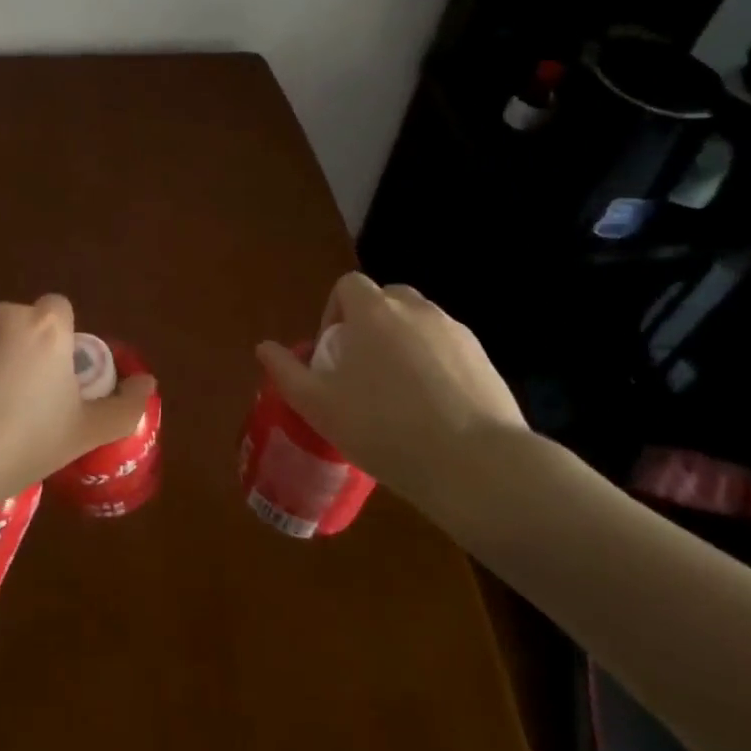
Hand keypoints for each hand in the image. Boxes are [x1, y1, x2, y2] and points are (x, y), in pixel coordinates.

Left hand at [0, 295, 155, 505]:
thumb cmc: (21, 447)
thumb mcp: (83, 434)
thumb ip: (125, 407)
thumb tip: (147, 383)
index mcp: (47, 328)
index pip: (60, 311)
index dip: (59, 342)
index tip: (53, 380)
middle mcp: (6, 312)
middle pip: (24, 323)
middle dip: (24, 349)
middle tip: (19, 399)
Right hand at [255, 273, 530, 526]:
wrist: (476, 465)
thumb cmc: (384, 428)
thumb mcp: (319, 406)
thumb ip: (286, 372)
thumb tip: (264, 347)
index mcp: (373, 311)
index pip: (348, 285)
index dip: (334, 311)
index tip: (333, 352)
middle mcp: (416, 310)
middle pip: (386, 300)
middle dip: (371, 325)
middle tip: (363, 370)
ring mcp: (455, 332)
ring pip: (420, 325)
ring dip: (404, 345)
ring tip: (399, 395)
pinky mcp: (485, 359)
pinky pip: (449, 350)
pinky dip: (436, 366)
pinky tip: (435, 410)